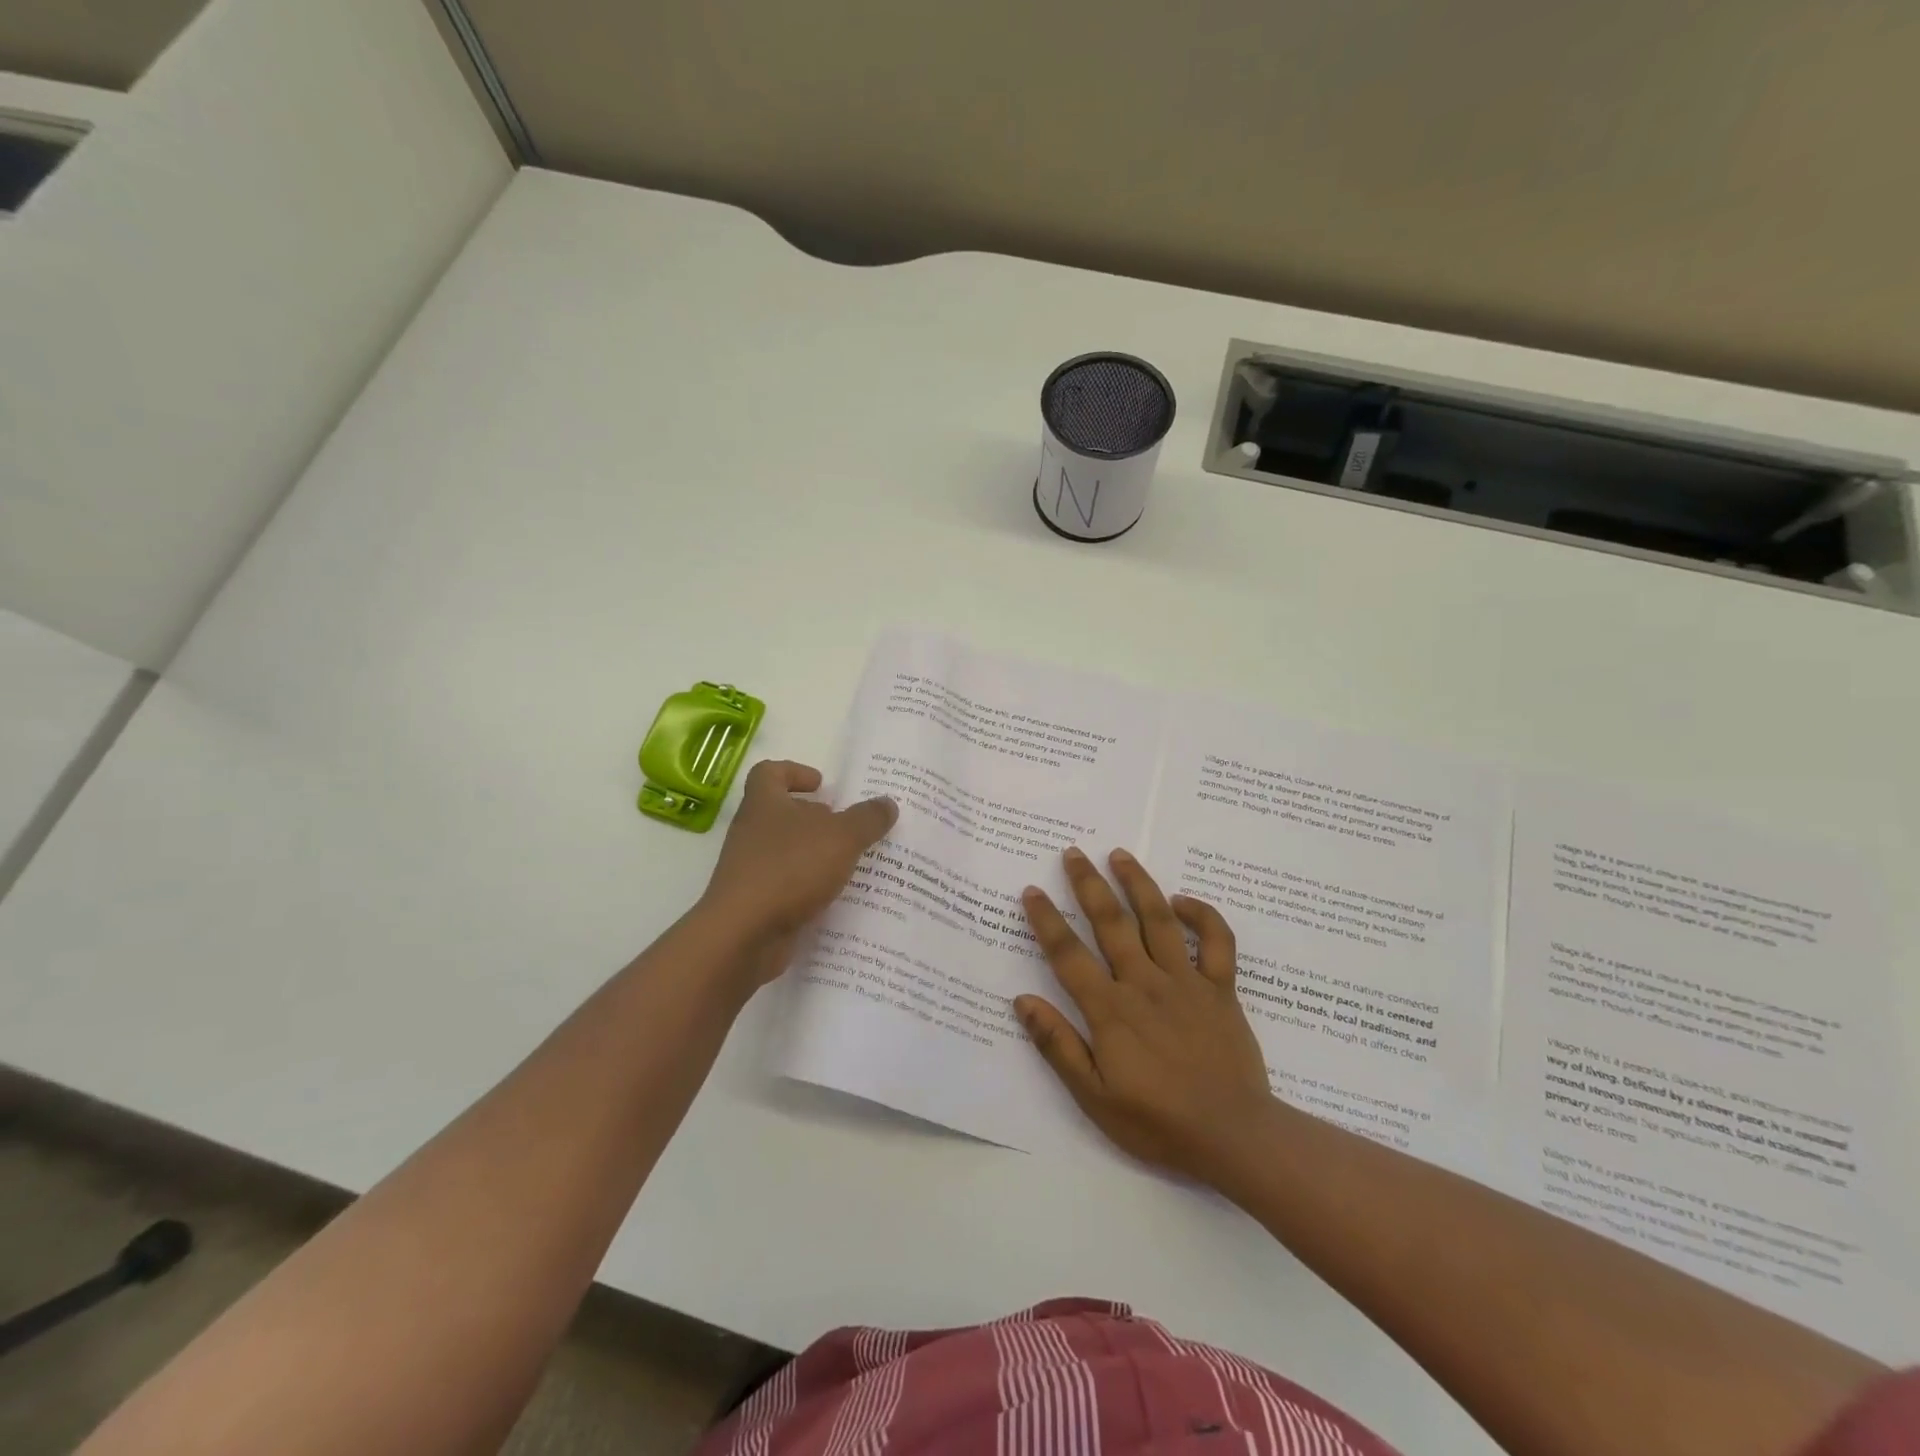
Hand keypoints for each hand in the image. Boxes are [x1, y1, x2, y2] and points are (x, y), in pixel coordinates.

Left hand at [699, 760, 896, 986]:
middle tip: (848, 826)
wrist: (744, 935)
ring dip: (815, 854)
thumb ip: (867, 819)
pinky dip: (809, 887)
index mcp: (764, 804)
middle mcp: (752, 832)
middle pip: (782, 813)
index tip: (821, 784)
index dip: (795, 772)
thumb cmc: (790, 869)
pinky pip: (787, 885)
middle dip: (815, 817)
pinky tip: (836, 896)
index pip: (770, 773)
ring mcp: (750, 869)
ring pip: (786, 851)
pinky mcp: (755, 902)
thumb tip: (887, 803)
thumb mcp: (841, 837)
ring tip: (851, 863)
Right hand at [1016, 847, 1272, 1181]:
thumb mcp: (1094, 1097)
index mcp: (1110, 1010)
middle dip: (1088, 884)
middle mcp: (1144, 983)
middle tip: (1073, 853)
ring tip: (1120, 854)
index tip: (1032, 890)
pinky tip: (1183, 900)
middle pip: (1111, 922)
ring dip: (1138, 883)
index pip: (1068, 954)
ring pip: (1158, 919)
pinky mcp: (1221, 988)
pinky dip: (1202, 915)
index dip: (1046, 920)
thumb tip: (1022, 1001)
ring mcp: (1186, 981)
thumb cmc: (1157, 1122)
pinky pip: (1216, 941)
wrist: (1233, 1136)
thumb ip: (1058, 1046)